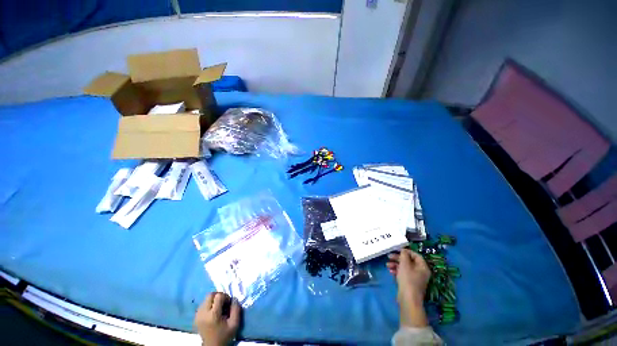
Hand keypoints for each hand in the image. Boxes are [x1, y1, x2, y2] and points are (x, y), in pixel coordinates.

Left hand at [194, 292, 240, 345]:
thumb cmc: (224, 336)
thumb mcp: (234, 324)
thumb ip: (236, 309)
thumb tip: (235, 299)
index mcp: (213, 315)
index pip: (218, 296)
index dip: (225, 296)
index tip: (228, 303)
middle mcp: (203, 313)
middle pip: (210, 295)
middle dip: (219, 296)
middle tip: (224, 303)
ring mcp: (198, 315)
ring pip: (206, 299)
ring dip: (213, 300)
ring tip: (218, 308)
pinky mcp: (196, 317)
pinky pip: (202, 304)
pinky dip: (209, 304)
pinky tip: (213, 312)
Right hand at [387, 249, 430, 327]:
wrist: (408, 299)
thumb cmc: (408, 279)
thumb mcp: (405, 264)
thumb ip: (404, 255)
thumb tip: (403, 250)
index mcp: (423, 267)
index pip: (416, 255)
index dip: (406, 251)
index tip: (397, 250)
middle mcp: (421, 272)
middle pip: (409, 261)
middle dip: (398, 258)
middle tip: (389, 256)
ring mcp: (415, 279)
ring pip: (405, 268)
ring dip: (396, 264)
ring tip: (387, 265)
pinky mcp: (410, 284)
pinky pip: (403, 274)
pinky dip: (397, 271)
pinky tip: (390, 271)